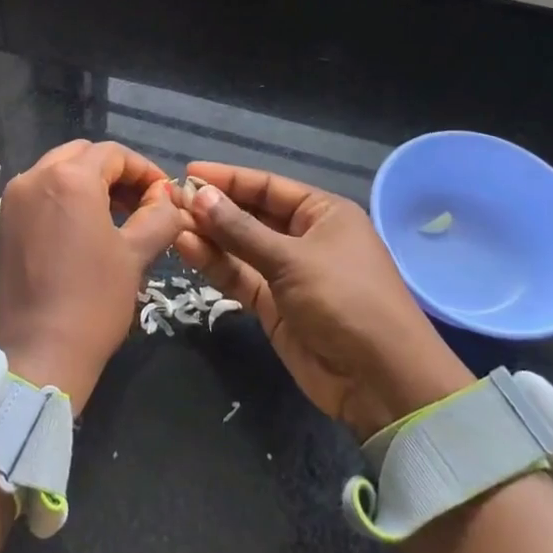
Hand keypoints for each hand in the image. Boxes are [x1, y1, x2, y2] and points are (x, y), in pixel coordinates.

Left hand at [0, 140, 187, 411]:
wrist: (35, 355)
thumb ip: (158, 216)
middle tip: (141, 203)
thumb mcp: (136, 256)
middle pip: (81, 156)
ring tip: (115, 218)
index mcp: (69, 178)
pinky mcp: (1, 227)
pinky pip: (37, 197)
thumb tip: (168, 199)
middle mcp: (34, 178)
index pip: (113, 154)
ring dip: (88, 185)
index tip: (164, 195)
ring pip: (56, 174)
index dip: (144, 170)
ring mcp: (12, 202)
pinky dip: (63, 201)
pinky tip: (82, 233)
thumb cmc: (93, 301)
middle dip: (114, 173)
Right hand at [174, 163, 474, 440]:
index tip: (189, 172)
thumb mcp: (292, 260)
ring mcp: (289, 273)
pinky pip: (241, 277)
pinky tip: (188, 249)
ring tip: (172, 223)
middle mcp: (305, 237)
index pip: (268, 187)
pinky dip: (216, 265)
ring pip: (241, 247)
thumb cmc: (346, 301)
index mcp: (323, 213)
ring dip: (210, 236)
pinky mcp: (275, 306)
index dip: (229, 179)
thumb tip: (199, 195)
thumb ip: (241, 230)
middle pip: (252, 215)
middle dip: (215, 208)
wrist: (381, 381)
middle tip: (172, 200)